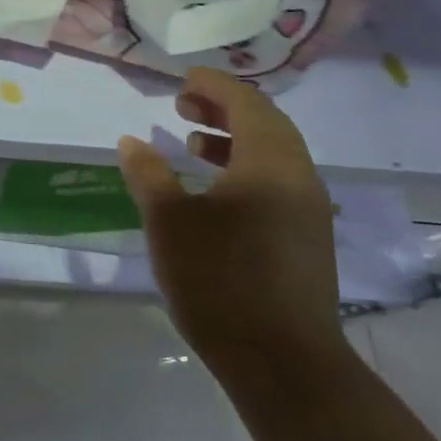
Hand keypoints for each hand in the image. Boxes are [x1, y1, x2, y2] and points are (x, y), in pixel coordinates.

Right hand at [117, 67, 345, 377]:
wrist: (282, 361)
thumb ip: (149, 174)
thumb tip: (131, 141)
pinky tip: (215, 194)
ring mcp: (309, 210)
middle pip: (267, 124)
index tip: (183, 79)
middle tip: (183, 105)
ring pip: (274, 155)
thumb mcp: (169, 221)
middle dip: (224, 108)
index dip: (214, 85)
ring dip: (234, 140)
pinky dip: (246, 170)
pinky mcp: (308, 238)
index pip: (246, 103)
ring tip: (195, 145)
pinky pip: (278, 183)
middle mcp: (299, 176)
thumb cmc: (220, 280)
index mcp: (269, 162)